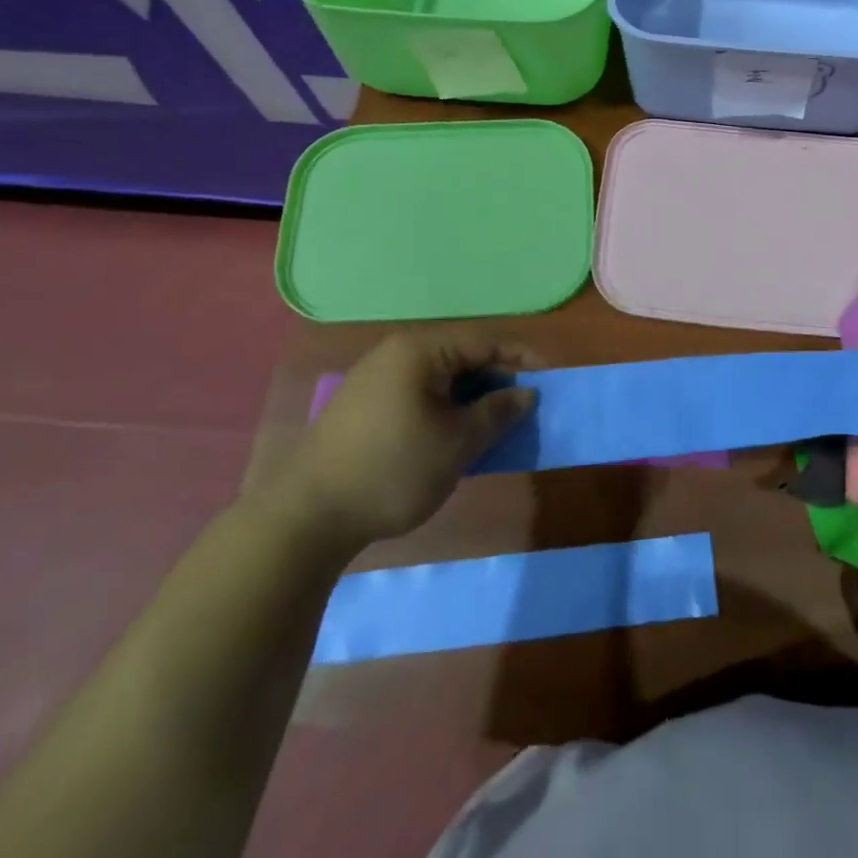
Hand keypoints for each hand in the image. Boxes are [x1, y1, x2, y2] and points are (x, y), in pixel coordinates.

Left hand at [261, 329, 539, 560]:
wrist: (307, 518)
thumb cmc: (392, 471)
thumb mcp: (457, 444)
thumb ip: (497, 412)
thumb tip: (526, 393)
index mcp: (420, 349)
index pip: (485, 339)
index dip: (523, 357)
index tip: (550, 380)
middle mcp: (397, 353)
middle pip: (462, 355)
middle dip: (497, 379)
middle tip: (523, 408)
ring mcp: (376, 378)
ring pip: (441, 377)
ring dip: (472, 397)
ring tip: (494, 425)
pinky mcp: (364, 406)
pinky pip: (419, 393)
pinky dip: (446, 408)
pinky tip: (455, 436)